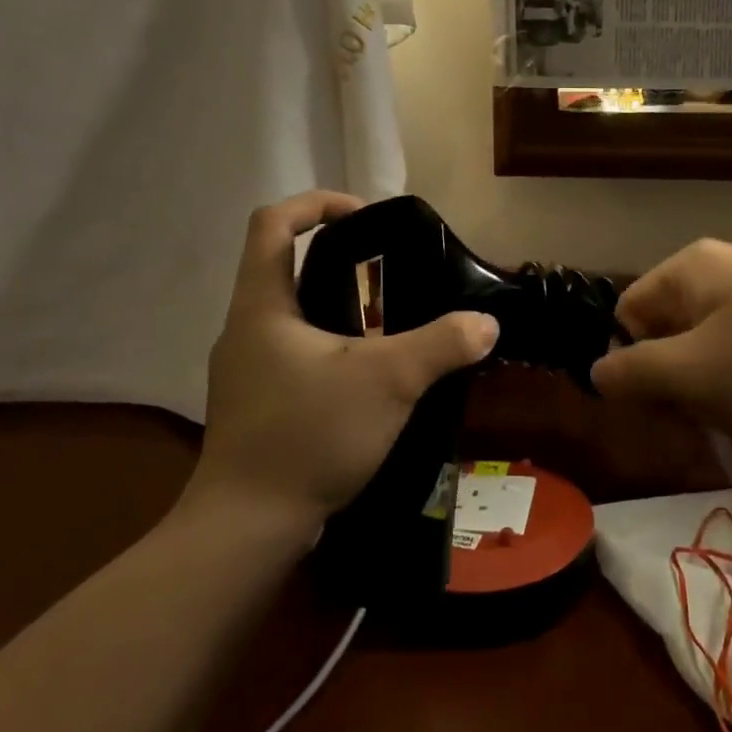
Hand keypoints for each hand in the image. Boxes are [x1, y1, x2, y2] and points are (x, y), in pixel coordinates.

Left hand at [184, 192, 499, 529]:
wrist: (247, 528)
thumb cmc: (308, 435)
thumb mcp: (388, 382)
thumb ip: (441, 345)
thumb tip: (486, 322)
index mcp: (261, 305)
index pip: (272, 223)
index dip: (318, 204)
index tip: (366, 217)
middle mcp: (245, 329)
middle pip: (285, 266)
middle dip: (340, 261)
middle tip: (392, 276)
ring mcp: (245, 370)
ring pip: (293, 316)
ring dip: (338, 309)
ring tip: (389, 325)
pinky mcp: (256, 405)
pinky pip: (295, 355)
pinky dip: (331, 349)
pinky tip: (368, 378)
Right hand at [590, 239, 731, 453]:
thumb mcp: (697, 375)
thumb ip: (633, 372)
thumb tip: (597, 370)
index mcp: (695, 270)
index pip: (627, 316)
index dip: (632, 369)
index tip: (658, 418)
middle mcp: (731, 278)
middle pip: (672, 344)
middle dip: (682, 400)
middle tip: (709, 441)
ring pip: (719, 370)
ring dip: (724, 416)